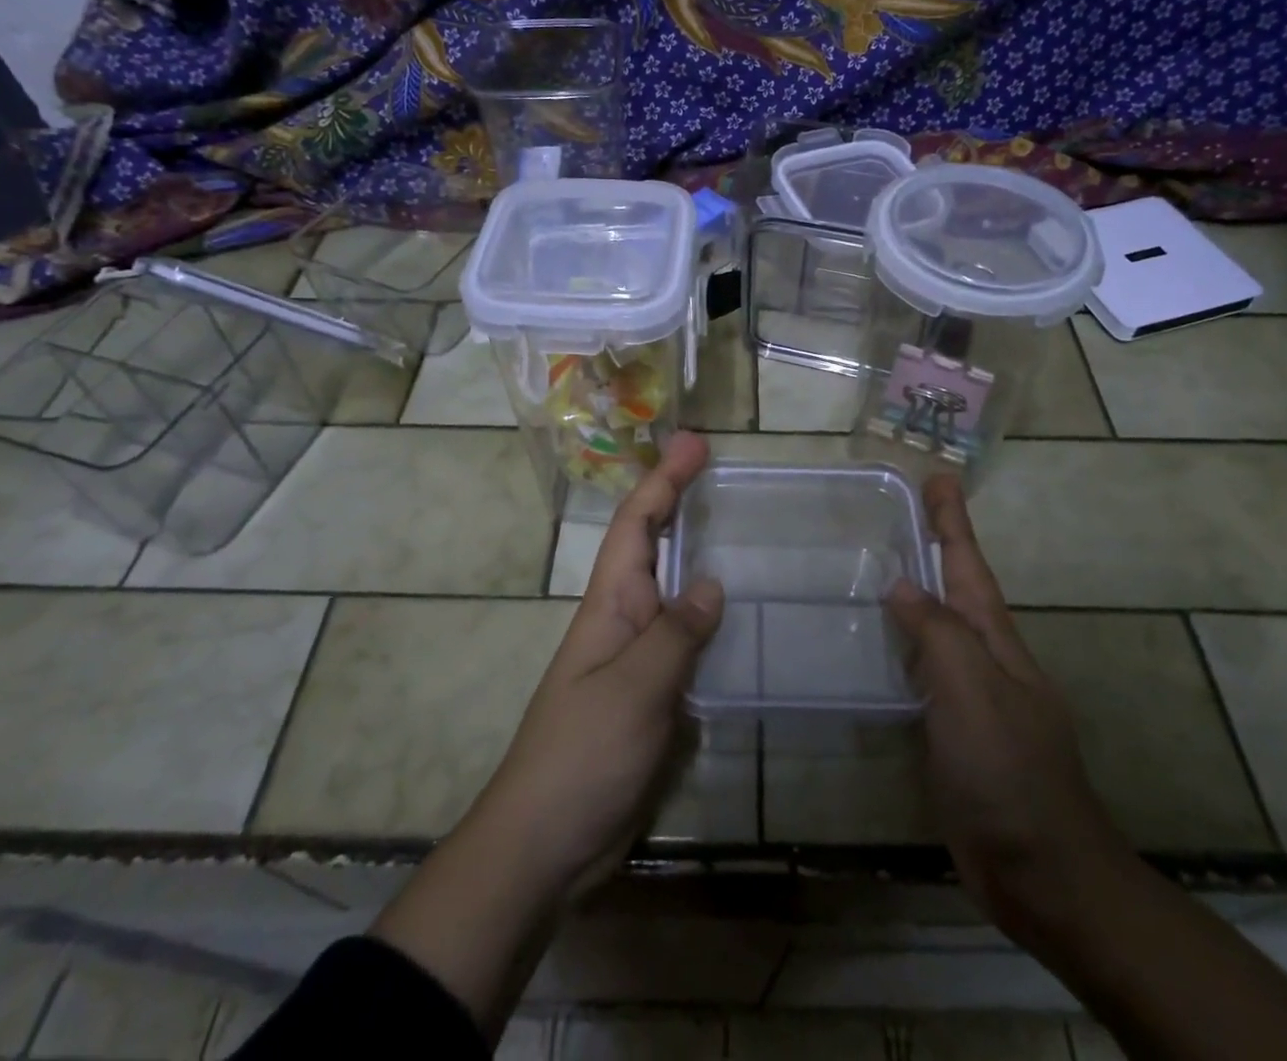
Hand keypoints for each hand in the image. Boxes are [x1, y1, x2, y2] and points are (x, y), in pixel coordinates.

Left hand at [467, 430, 723, 897]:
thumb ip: (676, 634)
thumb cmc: (582, 756)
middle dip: (680, 500)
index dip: (663, 479)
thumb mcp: (634, 690)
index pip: (636, 524)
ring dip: (698, 551)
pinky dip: (710, 613)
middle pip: (653, 545)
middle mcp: (624, 618)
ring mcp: (637, 656)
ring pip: (673, 588)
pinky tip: (742, 615)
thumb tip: (712, 583)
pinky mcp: (653, 693)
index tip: (694, 443)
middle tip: (722, 469)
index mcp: (610, 603)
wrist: (545, 844)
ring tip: (740, 526)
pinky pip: (686, 637)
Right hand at [886, 475, 1130, 939]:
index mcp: (995, 640)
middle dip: (937, 545)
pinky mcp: (953, 732)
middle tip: (906, 509)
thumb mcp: (973, 691)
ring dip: (919, 591)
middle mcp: (985, 659)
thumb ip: (937, 633)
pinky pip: (923, 671)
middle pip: (956, 589)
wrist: (1042, 872)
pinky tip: (882, 645)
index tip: (939, 476)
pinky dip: (904, 644)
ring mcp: (971, 696)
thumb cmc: (1008, 772)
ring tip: (885, 563)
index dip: (953, 521)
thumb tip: (902, 583)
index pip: (968, 565)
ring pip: (938, 628)